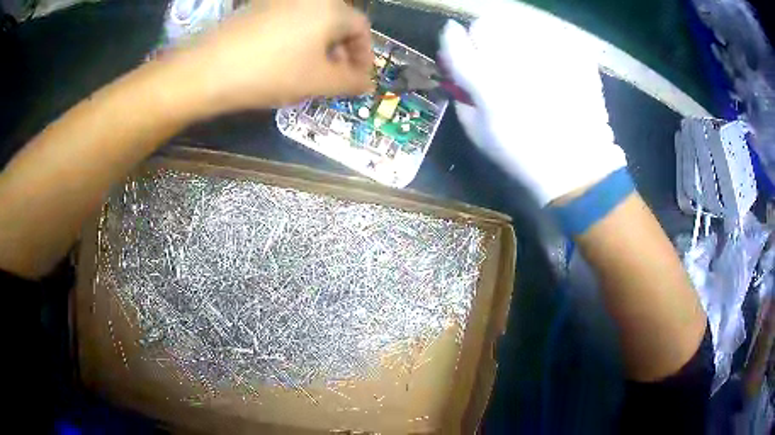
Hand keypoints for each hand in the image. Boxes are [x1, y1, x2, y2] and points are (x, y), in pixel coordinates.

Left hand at [178, 0, 373, 114]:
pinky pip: (290, 21)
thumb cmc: (271, 73)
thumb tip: (367, 83)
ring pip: (313, 22)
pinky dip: (297, 40)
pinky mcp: (258, 8)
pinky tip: (284, 60)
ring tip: (308, 72)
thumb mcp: (319, 82)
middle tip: (334, 78)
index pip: (361, 29)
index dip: (364, 55)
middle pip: (337, 23)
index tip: (357, 79)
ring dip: (319, 47)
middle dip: (341, 52)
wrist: (209, 69)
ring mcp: (280, 0)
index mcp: (330, 9)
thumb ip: (351, 82)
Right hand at [438, 3, 625, 205]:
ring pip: (519, 24)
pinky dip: (546, 44)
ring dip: (515, 36)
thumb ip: (462, 98)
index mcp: (488, 84)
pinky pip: (551, 35)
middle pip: (488, 23)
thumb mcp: (479, 135)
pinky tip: (550, 64)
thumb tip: (458, 73)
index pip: (456, 41)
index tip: (454, 37)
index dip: (452, 37)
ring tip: (524, 57)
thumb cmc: (524, 156)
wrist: (577, 167)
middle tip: (493, 51)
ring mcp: (549, 56)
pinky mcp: (574, 57)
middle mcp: (516, 62)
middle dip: (484, 34)